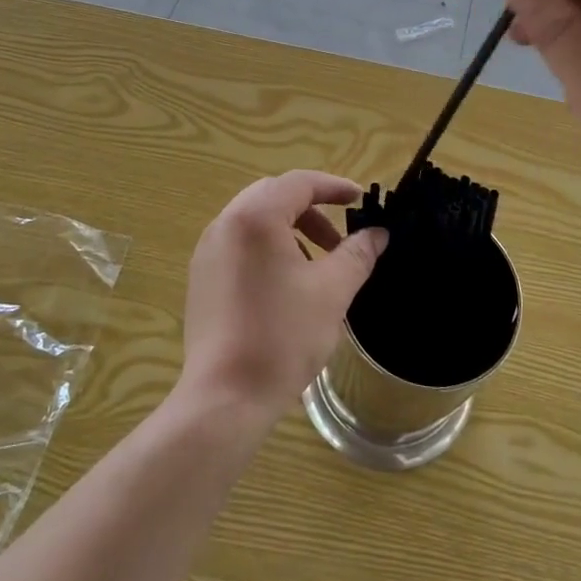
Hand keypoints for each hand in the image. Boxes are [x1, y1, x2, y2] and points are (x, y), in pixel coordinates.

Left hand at [181, 171, 388, 419]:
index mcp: (255, 217)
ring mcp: (207, 252)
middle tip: (340, 239)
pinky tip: (287, 286)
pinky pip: (240, 245)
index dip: (334, 187)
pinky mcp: (202, 278)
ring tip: (318, 266)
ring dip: (290, 230)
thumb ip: (357, 254)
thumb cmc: (282, 336)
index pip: (299, 183)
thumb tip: (378, 234)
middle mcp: (225, 224)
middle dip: (312, 210)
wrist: (225, 397)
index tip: (361, 200)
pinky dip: (268, 249)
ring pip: (255, 221)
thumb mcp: (331, 291)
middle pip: (274, 196)